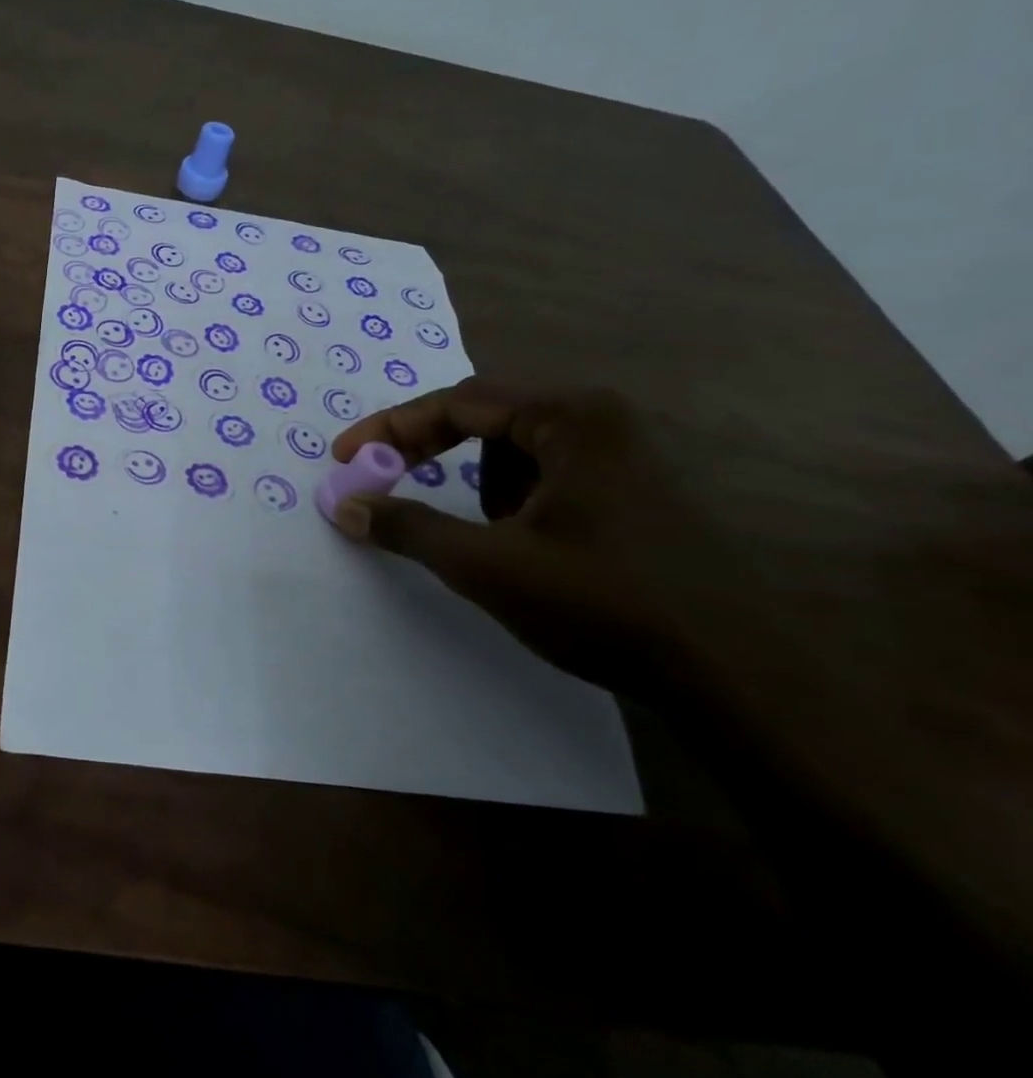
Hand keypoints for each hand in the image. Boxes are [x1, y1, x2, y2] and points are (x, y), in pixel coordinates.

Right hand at [328, 378, 719, 701]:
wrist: (733, 675)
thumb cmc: (602, 602)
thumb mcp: (486, 565)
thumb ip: (408, 527)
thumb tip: (345, 506)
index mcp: (570, 418)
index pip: (458, 402)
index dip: (392, 428)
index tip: (347, 458)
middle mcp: (601, 420)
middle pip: (486, 420)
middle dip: (433, 454)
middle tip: (385, 481)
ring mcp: (626, 455)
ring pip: (516, 453)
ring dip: (481, 487)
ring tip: (489, 539)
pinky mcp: (636, 491)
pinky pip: (549, 477)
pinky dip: (516, 503)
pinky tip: (532, 549)